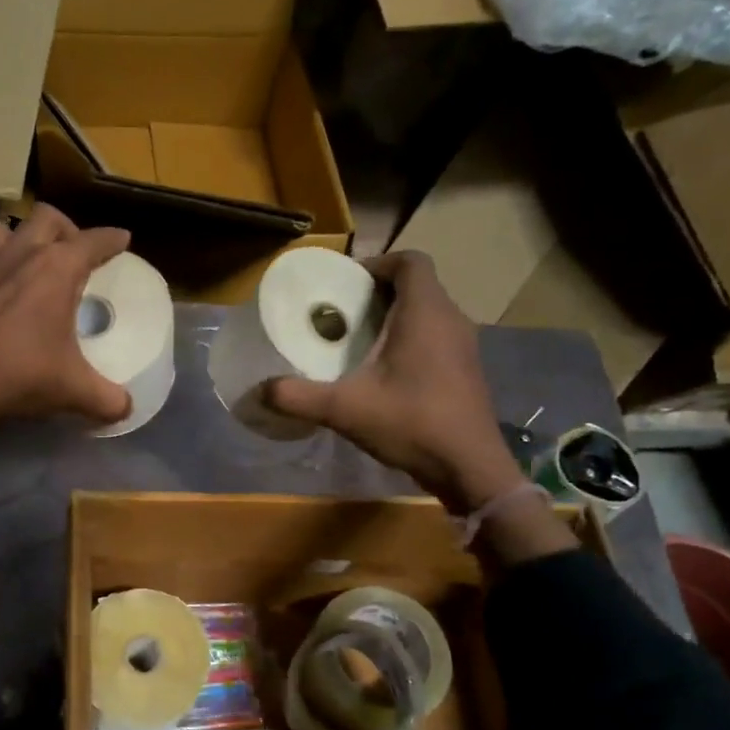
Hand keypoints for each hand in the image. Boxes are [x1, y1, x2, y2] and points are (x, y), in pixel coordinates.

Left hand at [0, 206, 132, 433]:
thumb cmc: (20, 375)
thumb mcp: (74, 391)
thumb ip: (109, 399)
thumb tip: (127, 409)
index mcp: (57, 268)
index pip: (94, 241)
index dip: (112, 239)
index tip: (122, 239)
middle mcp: (21, 253)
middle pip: (47, 218)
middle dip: (66, 229)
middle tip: (74, 253)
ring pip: (4, 227)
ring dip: (21, 237)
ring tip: (29, 261)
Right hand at [266, 251, 527, 513]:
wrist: (468, 467)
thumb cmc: (411, 423)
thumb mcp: (344, 409)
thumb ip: (298, 396)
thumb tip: (261, 390)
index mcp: (426, 313)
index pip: (410, 261)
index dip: (378, 263)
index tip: (346, 283)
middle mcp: (451, 320)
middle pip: (417, 286)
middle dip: (380, 292)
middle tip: (342, 313)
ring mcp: (464, 346)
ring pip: (428, 313)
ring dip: (395, 318)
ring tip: (358, 341)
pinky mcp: (466, 370)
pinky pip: (436, 338)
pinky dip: (410, 341)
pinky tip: (384, 373)